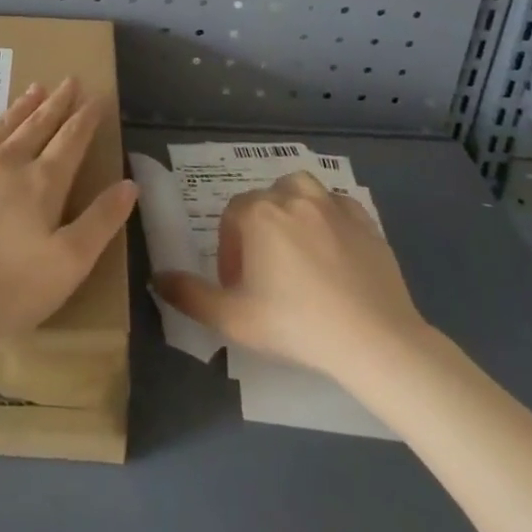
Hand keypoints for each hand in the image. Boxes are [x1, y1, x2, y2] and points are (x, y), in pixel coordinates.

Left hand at [0, 79, 138, 359]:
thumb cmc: (4, 290)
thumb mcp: (68, 265)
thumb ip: (100, 221)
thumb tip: (130, 183)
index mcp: (41, 184)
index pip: (70, 142)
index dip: (86, 119)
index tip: (97, 97)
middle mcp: (6, 164)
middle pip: (37, 126)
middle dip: (56, 104)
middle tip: (69, 80)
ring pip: (0, 128)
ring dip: (20, 107)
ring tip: (35, 87)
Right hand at [154, 172, 428, 381]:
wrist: (374, 340)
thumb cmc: (297, 325)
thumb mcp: (233, 319)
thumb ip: (189, 296)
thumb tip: (157, 277)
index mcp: (258, 213)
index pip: (232, 216)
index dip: (230, 249)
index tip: (239, 285)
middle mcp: (292, 195)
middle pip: (264, 201)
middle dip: (258, 231)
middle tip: (266, 274)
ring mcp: (332, 203)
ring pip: (300, 191)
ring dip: (292, 210)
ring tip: (297, 248)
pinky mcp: (364, 219)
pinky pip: (337, 206)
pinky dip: (329, 218)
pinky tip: (333, 250)